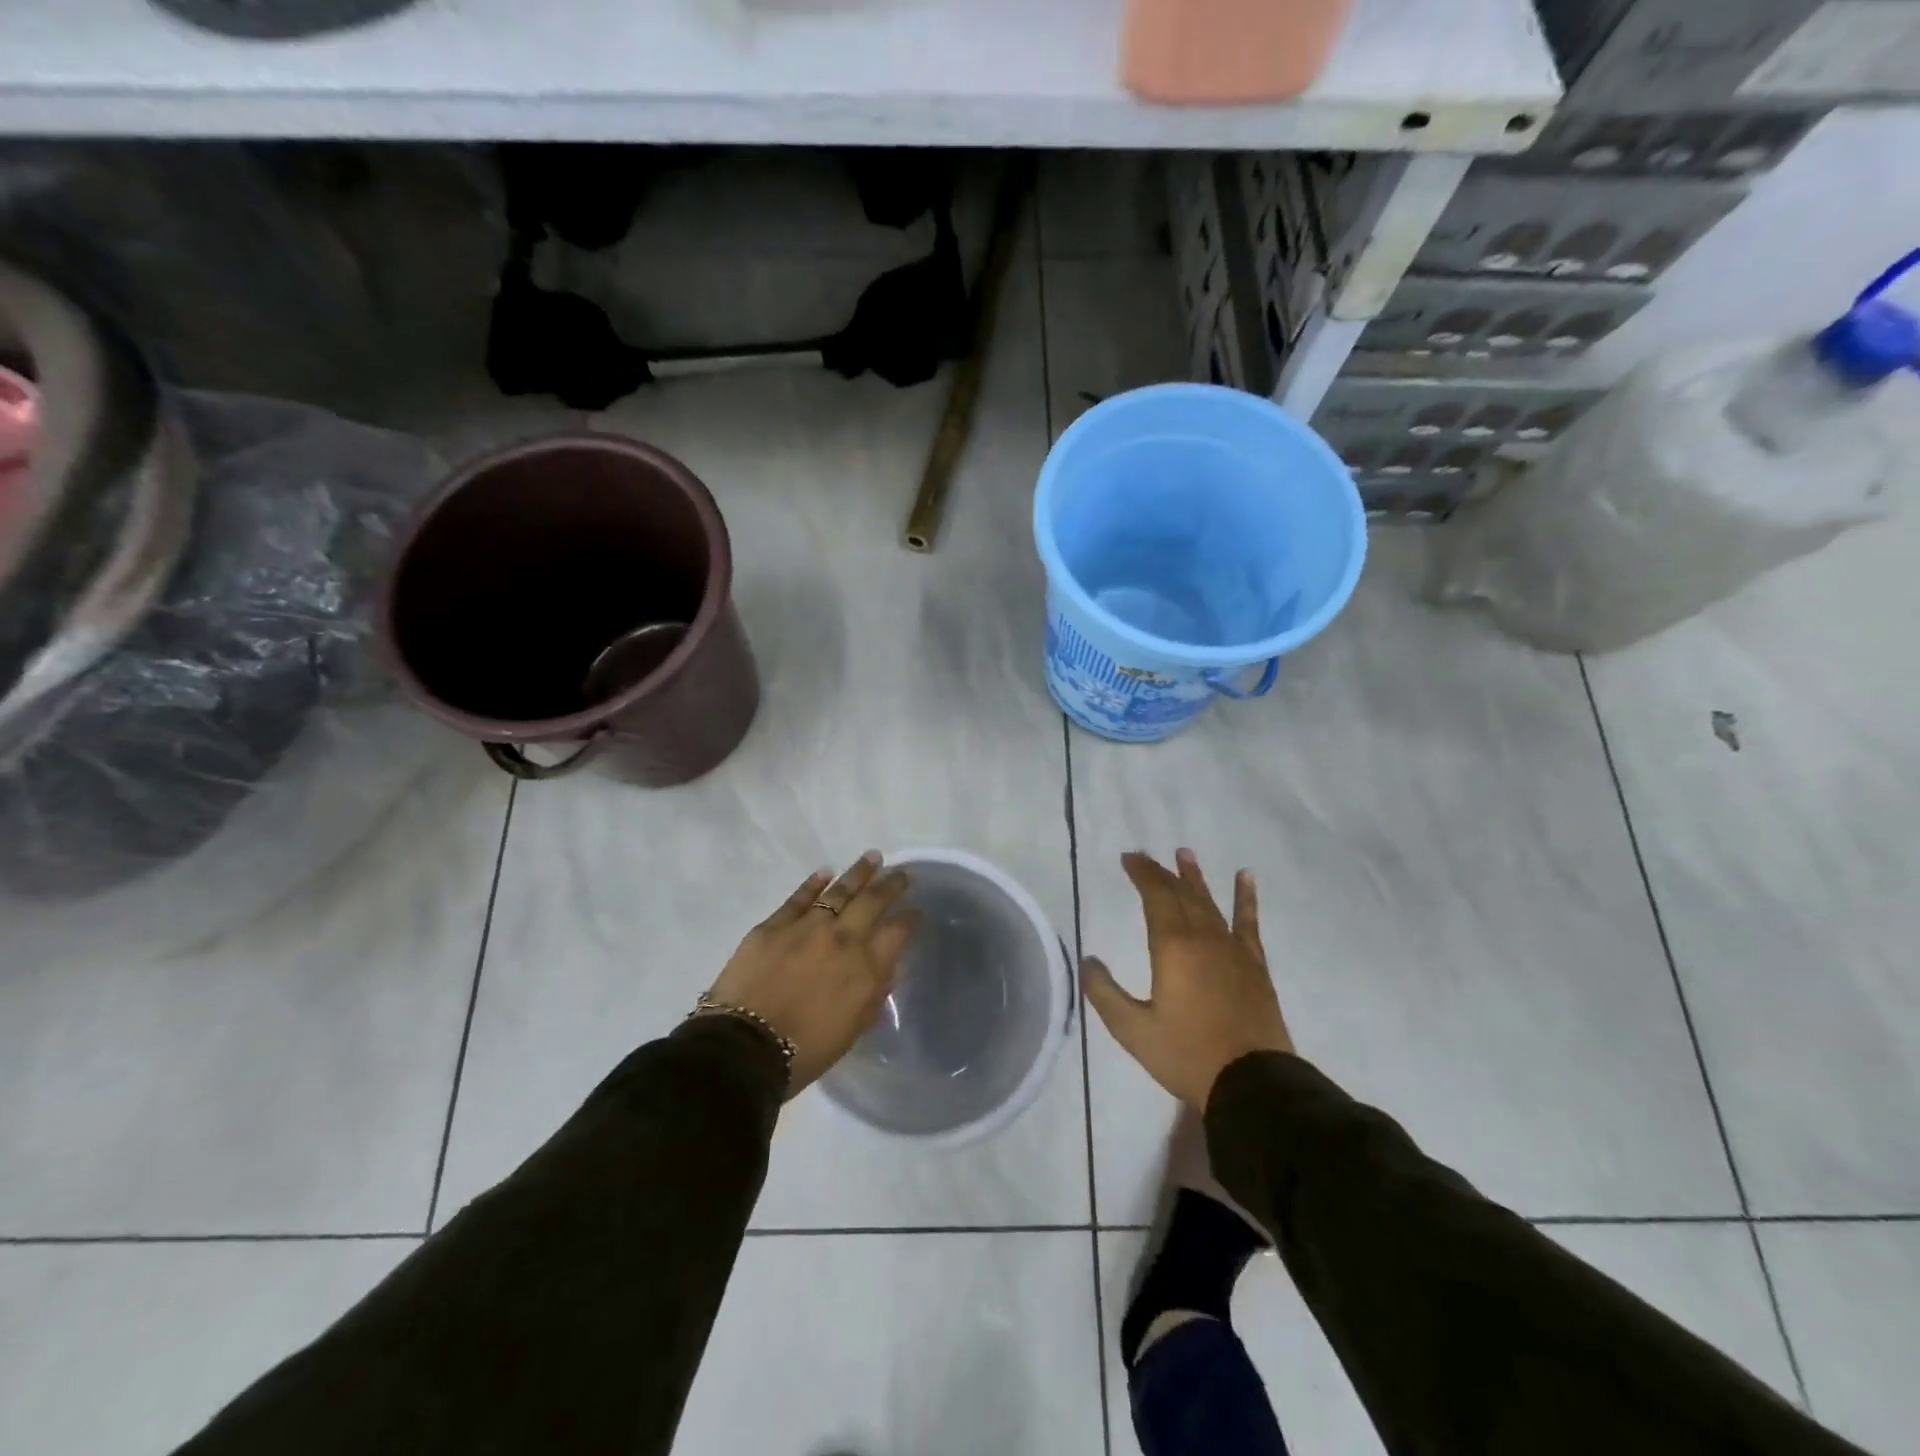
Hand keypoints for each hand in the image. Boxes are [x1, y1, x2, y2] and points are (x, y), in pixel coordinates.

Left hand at [703, 852, 918, 1097]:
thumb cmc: (805, 1051)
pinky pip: (799, 897)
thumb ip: (873, 994)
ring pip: (840, 891)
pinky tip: (825, 873)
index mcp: (867, 968)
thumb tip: (884, 968)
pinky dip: (814, 883)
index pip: (898, 931)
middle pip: (873, 901)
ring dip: (859, 873)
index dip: (910, 918)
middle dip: (891, 884)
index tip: (916, 910)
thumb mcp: (854, 1029)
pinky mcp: (774, 925)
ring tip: (872, 858)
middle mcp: (844, 938)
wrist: (745, 1049)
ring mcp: (808, 927)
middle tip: (901, 873)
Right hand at [1082, 849, 1293, 1110]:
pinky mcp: (1254, 965)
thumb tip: (1087, 960)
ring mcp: (1232, 949)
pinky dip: (1246, 898)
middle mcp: (1203, 937)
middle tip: (1146, 856)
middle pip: (1181, 894)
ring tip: (1185, 853)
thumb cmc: (1186, 1054)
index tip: (1129, 858)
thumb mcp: (1133, 1029)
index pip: (1155, 896)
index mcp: (1172, 947)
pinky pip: (1248, 923)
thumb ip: (1105, 993)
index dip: (1142, 874)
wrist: (1252, 1082)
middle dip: (1161, 873)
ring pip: (1210, 903)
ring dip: (1196, 877)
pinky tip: (1245, 878)